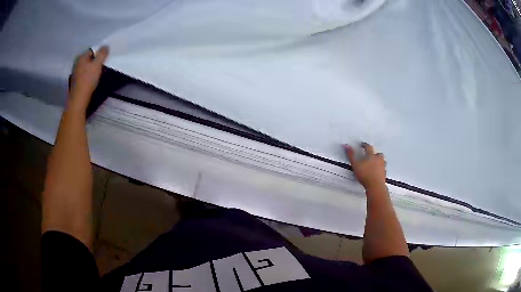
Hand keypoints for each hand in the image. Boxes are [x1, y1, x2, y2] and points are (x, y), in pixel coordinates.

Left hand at [68, 46, 108, 111]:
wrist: (79, 99)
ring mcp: (75, 72)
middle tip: (102, 67)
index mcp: (81, 57)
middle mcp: (77, 63)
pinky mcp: (76, 81)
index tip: (105, 59)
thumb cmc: (88, 79)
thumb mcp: (98, 64)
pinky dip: (89, 76)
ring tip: (98, 74)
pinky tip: (92, 81)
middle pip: (89, 59)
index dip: (100, 53)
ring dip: (93, 69)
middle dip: (96, 61)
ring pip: (87, 67)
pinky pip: (84, 74)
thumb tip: (106, 46)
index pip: (92, 50)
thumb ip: (102, 53)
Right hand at [344, 142, 385, 189]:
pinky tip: (378, 172)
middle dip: (375, 153)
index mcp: (371, 156)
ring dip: (379, 161)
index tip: (363, 145)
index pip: (368, 147)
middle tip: (372, 154)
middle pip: (378, 154)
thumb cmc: (365, 174)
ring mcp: (382, 167)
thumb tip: (346, 145)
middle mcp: (378, 160)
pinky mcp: (384, 174)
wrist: (375, 185)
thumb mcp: (355, 164)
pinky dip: (381, 169)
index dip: (365, 145)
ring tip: (376, 163)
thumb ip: (351, 155)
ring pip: (382, 161)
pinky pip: (383, 169)